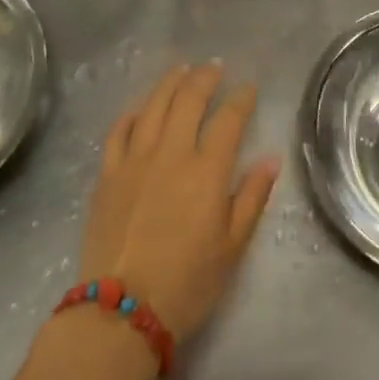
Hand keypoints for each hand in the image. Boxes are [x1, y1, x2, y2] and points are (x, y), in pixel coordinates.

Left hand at [78, 64, 279, 339]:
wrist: (122, 311)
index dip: (242, 99)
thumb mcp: (232, 246)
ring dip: (170, 83)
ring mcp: (135, 160)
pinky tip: (141, 106)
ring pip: (153, 105)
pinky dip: (133, 112)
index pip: (229, 120)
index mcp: (207, 170)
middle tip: (215, 68)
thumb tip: (271, 158)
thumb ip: (252, 197)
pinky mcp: (108, 173)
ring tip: (181, 70)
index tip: (249, 89)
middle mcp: (171, 153)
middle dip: (205, 78)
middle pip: (188, 100)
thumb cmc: (187, 283)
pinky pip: (120, 130)